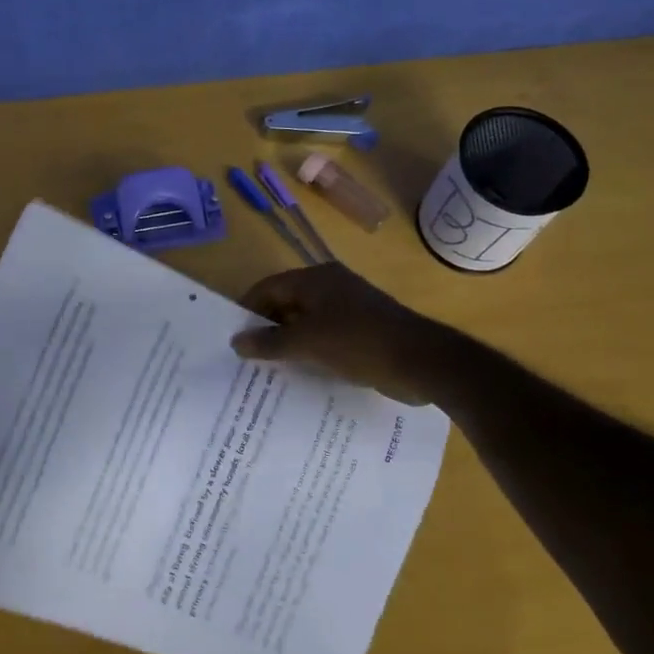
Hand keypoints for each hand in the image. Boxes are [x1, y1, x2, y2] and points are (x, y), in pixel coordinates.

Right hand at [232, 264, 448, 405]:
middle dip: (266, 328)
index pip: (269, 287)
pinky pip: (325, 338)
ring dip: (288, 343)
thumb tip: (236, 341)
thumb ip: (270, 342)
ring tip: (266, 370)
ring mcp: (349, 309)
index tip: (232, 337)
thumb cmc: (359, 342)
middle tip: (245, 357)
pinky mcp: (362, 332)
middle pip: (287, 303)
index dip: (248, 309)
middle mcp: (331, 287)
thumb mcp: (308, 342)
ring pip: (306, 323)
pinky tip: (300, 374)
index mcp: (317, 279)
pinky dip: (310, 352)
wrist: (421, 361)